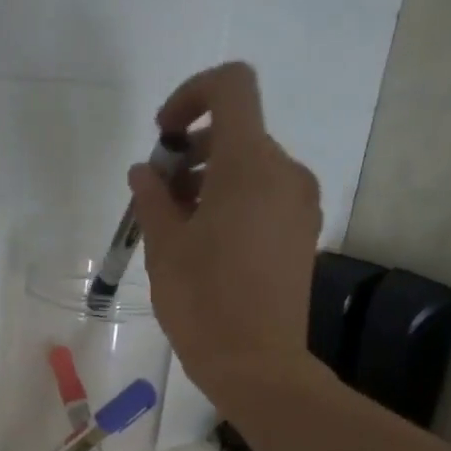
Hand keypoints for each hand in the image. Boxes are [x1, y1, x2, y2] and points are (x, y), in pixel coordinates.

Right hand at [129, 61, 322, 403]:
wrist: (257, 364)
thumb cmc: (203, 303)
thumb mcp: (164, 247)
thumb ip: (153, 197)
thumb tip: (146, 171)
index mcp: (249, 164)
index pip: (231, 87)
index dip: (193, 95)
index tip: (165, 136)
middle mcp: (285, 173)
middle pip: (239, 132)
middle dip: (194, 152)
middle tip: (160, 197)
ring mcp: (300, 204)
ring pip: (252, 167)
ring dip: (212, 180)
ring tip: (179, 226)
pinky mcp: (303, 233)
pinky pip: (267, 196)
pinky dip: (235, 202)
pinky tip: (208, 244)